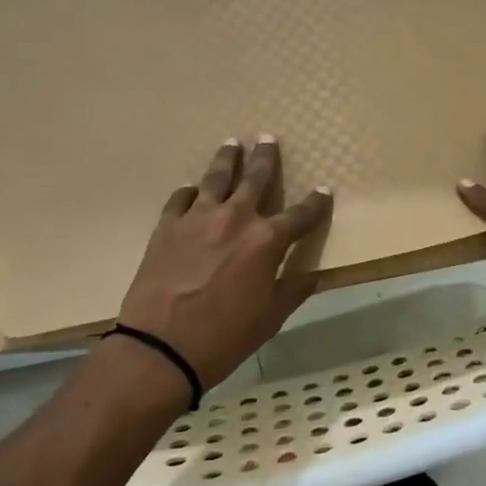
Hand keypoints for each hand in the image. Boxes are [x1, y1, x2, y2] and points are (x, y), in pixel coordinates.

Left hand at [118, 137, 332, 389]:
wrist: (161, 346)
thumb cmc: (225, 336)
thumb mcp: (271, 317)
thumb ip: (293, 289)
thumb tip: (313, 274)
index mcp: (266, 241)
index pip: (300, 215)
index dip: (315, 203)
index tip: (324, 189)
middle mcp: (235, 218)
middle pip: (255, 179)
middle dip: (266, 158)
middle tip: (269, 139)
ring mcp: (198, 218)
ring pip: (216, 178)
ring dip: (227, 159)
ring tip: (232, 143)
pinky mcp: (167, 226)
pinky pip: (181, 198)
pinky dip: (191, 192)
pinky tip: (193, 189)